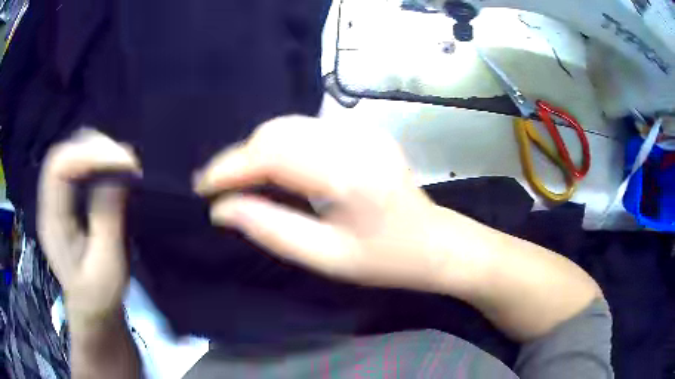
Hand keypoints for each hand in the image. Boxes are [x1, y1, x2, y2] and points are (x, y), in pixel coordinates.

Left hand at [37, 130, 140, 323]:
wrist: (93, 311)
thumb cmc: (99, 296)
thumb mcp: (107, 265)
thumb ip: (107, 218)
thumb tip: (119, 172)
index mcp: (52, 221)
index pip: (58, 167)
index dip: (88, 154)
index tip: (123, 162)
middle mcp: (50, 203)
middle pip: (63, 154)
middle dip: (95, 148)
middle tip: (126, 160)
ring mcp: (57, 201)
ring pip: (71, 155)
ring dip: (97, 151)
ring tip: (122, 163)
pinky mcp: (68, 202)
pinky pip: (78, 167)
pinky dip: (97, 160)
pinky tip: (113, 170)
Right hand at [195, 115, 450, 290]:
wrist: (434, 242)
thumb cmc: (385, 260)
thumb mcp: (326, 258)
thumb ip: (270, 229)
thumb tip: (221, 210)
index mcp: (348, 174)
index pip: (272, 155)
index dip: (229, 168)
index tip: (202, 187)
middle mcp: (354, 139)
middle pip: (277, 132)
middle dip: (239, 158)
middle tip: (218, 188)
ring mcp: (361, 129)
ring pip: (288, 126)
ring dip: (257, 150)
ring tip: (238, 181)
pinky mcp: (363, 130)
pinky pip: (306, 129)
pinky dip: (280, 145)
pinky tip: (272, 169)